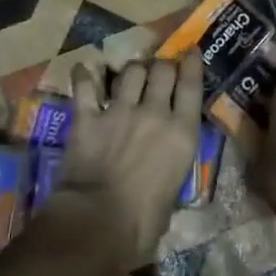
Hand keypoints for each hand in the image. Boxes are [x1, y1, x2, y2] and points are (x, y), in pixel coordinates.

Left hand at [59, 56, 203, 267]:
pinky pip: (86, 87)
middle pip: (162, 71)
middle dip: (162, 65)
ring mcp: (119, 112)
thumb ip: (171, 174)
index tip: (190, 52)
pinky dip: (85, 76)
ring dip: (132, 69)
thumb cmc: (143, 223)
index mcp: (182, 134)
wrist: (97, 222)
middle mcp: (154, 113)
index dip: (191, 64)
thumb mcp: (173, 196)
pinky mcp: (88, 118)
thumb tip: (163, 178)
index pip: (191, 86)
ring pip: (130, 72)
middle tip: (160, 68)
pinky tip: (84, 68)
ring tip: (130, 72)